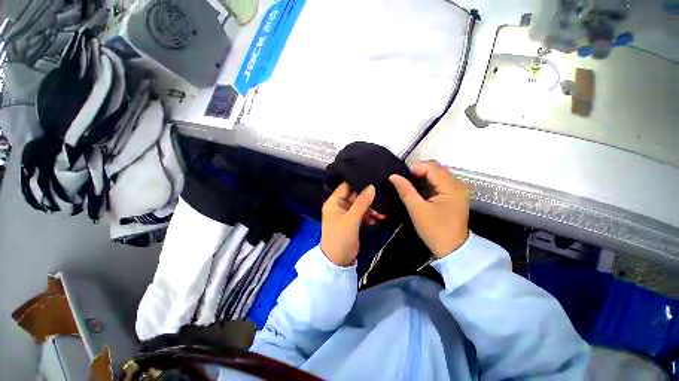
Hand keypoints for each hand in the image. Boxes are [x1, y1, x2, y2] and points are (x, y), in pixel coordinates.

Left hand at [321, 183, 375, 265]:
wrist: (338, 261)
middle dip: (367, 198)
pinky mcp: (352, 221)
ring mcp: (346, 214)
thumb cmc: (341, 237)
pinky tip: (377, 219)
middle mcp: (339, 206)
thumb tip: (372, 186)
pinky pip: (362, 214)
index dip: (357, 183)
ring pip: (360, 205)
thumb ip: (362, 202)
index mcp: (334, 202)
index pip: (345, 186)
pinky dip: (369, 215)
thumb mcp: (351, 219)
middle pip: (354, 195)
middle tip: (380, 200)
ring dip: (370, 208)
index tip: (372, 180)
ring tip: (380, 213)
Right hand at [389, 160, 470, 258]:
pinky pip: (439, 183)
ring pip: (437, 175)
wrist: (452, 250)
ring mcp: (458, 190)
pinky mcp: (455, 196)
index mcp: (451, 187)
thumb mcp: (417, 210)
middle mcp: (458, 184)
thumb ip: (405, 190)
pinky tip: (419, 192)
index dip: (415, 169)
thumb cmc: (435, 230)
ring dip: (422, 178)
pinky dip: (428, 184)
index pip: (432, 166)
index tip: (403, 180)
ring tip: (410, 188)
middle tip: (405, 183)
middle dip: (418, 173)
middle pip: (436, 168)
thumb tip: (393, 176)